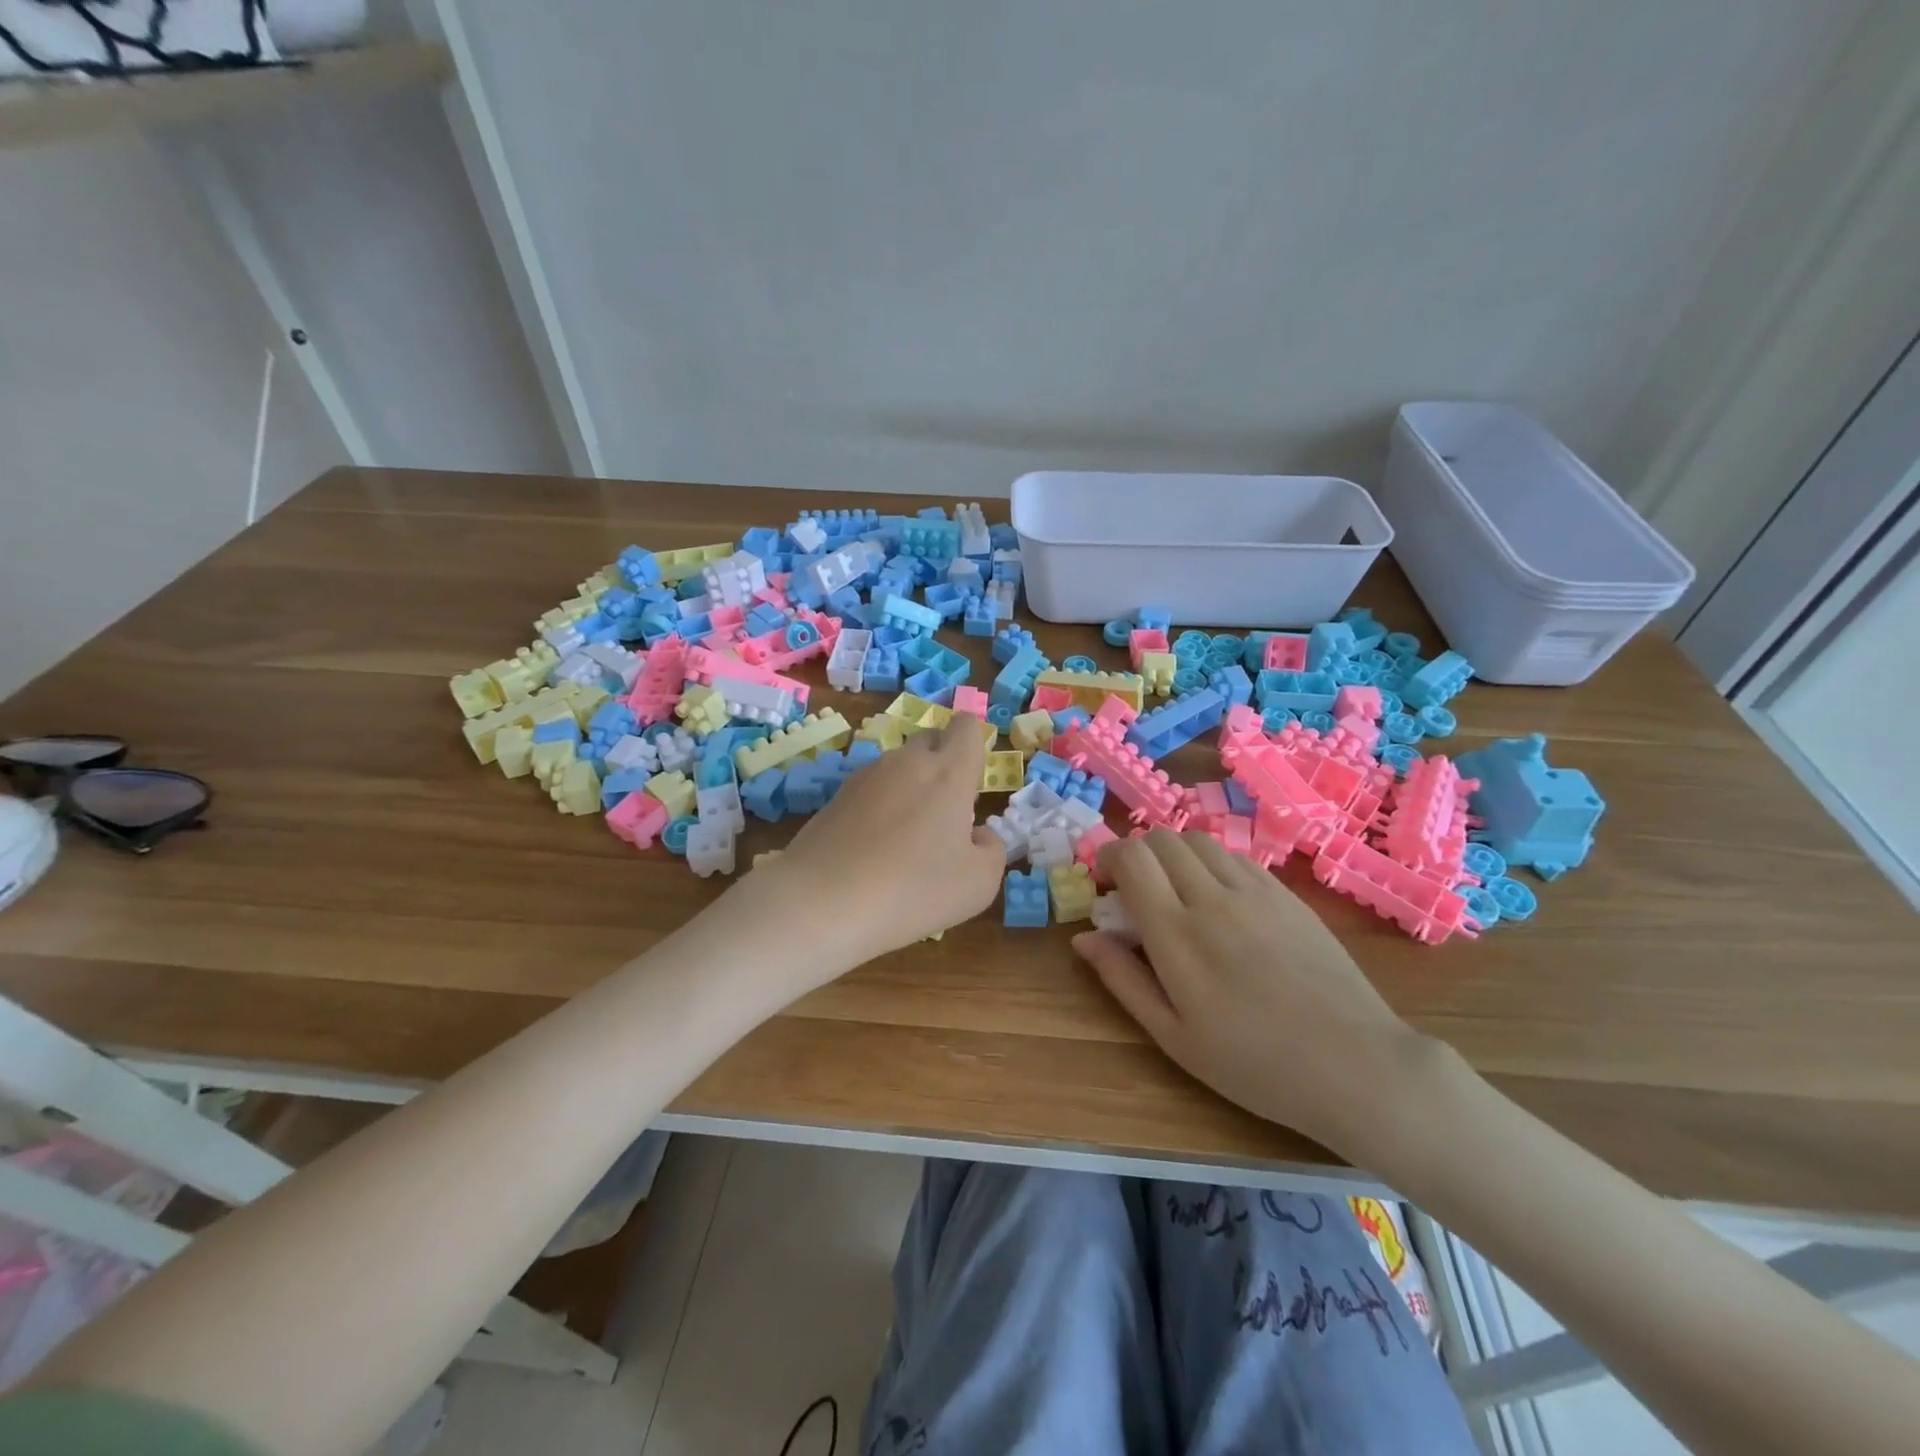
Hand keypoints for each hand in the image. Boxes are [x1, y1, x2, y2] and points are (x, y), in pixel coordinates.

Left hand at [764, 713, 1005, 963]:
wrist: (821, 902)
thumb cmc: (913, 889)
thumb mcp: (978, 884)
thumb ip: (992, 850)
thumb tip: (978, 834)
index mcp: (949, 772)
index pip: (966, 727)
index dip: (974, 744)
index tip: (973, 781)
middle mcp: (907, 762)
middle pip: (931, 739)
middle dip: (943, 762)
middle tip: (946, 813)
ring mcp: (866, 776)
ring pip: (899, 766)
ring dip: (910, 788)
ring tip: (907, 839)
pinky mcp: (836, 796)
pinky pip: (872, 790)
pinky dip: (881, 808)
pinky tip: (875, 849)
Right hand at [1071, 828, 1436, 1158]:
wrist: (1354, 1065)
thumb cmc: (1253, 1063)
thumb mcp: (1173, 1035)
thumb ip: (1122, 979)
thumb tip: (1083, 937)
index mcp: (1176, 933)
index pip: (1132, 858)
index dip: (1109, 857)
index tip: (1105, 882)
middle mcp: (1212, 897)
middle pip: (1162, 839)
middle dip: (1138, 853)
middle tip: (1137, 890)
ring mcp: (1254, 891)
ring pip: (1198, 840)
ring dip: (1174, 854)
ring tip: (1177, 891)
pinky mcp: (1286, 894)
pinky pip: (1235, 856)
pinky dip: (1212, 862)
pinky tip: (1219, 898)